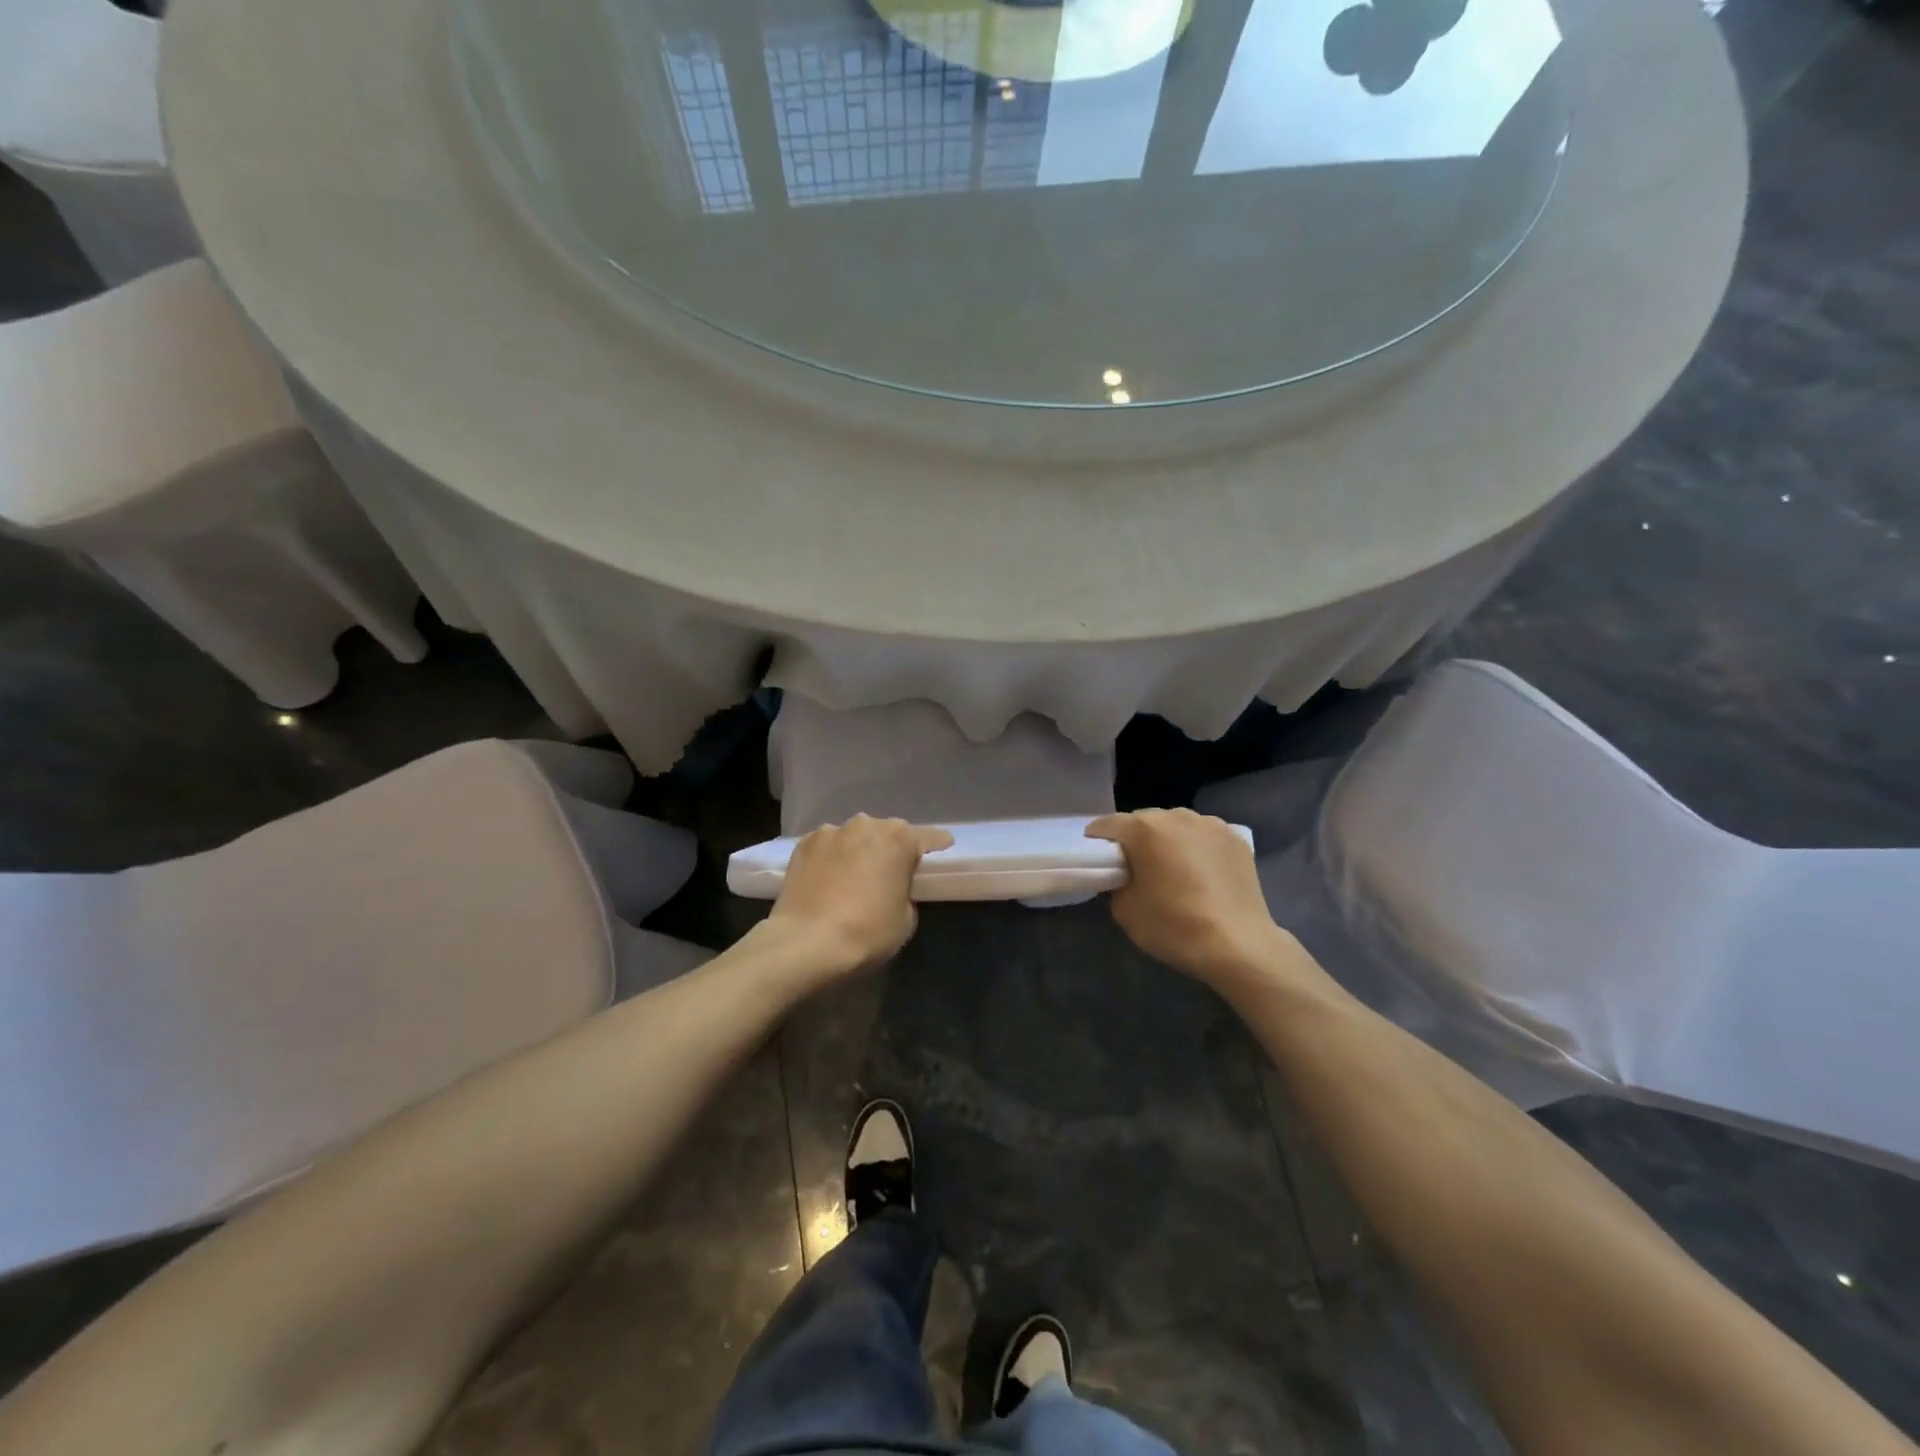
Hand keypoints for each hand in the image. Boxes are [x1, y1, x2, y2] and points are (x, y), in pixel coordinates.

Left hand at [765, 815, 953, 976]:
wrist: (806, 943)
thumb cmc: (867, 931)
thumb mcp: (906, 919)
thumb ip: (906, 892)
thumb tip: (893, 888)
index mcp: (899, 838)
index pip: (929, 838)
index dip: (937, 847)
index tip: (942, 852)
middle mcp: (867, 825)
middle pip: (887, 833)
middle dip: (890, 850)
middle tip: (889, 874)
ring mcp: (831, 831)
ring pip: (854, 837)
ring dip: (858, 851)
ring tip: (852, 878)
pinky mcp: (803, 844)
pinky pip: (827, 847)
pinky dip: (831, 858)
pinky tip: (826, 880)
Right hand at [1086, 809, 1310, 993]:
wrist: (1239, 945)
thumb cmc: (1174, 926)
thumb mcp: (1125, 911)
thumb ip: (1116, 883)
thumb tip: (1125, 876)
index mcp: (1144, 828)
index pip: (1106, 825)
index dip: (1097, 843)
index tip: (1099, 863)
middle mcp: (1177, 815)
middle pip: (1143, 821)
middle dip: (1135, 841)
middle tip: (1136, 870)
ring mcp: (1211, 824)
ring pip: (1176, 826)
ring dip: (1168, 842)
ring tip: (1173, 871)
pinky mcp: (1236, 838)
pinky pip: (1204, 837)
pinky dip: (1197, 849)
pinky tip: (1202, 875)